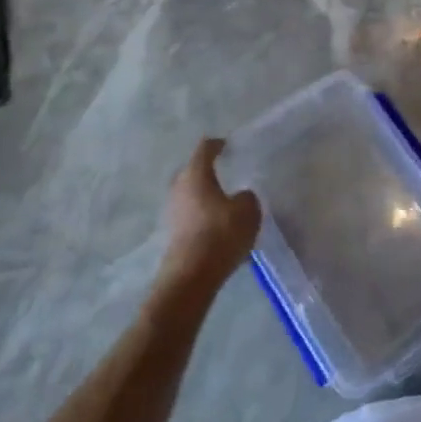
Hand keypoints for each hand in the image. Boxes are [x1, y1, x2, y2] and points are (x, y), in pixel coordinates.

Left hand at [161, 138, 260, 286]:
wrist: (191, 277)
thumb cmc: (220, 234)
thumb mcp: (248, 211)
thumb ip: (247, 197)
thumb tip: (240, 197)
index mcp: (196, 174)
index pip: (205, 149)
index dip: (217, 144)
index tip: (227, 144)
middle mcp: (179, 188)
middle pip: (192, 171)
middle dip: (206, 170)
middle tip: (224, 171)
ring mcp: (173, 212)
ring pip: (190, 194)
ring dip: (204, 194)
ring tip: (223, 199)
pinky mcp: (173, 234)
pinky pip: (190, 215)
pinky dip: (202, 214)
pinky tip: (217, 224)